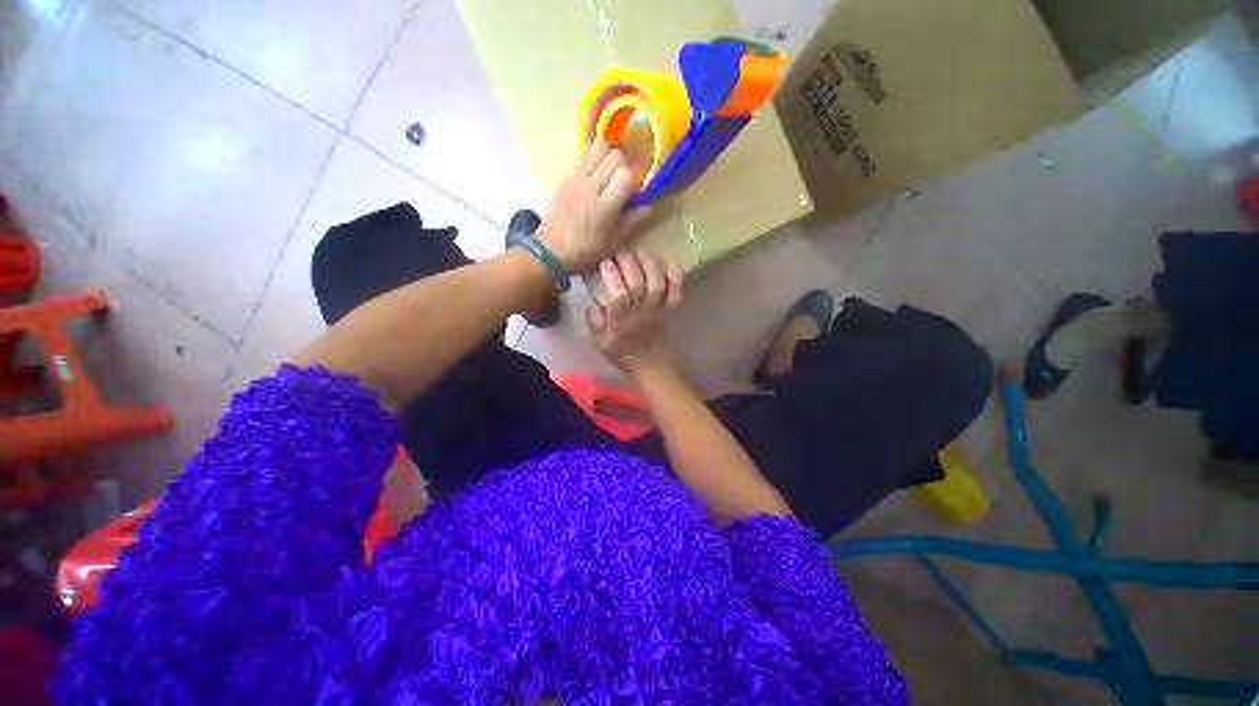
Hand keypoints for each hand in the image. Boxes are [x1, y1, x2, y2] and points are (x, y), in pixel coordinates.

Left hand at [537, 143, 649, 273]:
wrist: (550, 251)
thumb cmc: (585, 252)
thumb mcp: (613, 243)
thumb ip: (631, 221)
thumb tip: (647, 206)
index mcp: (604, 207)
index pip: (626, 175)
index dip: (638, 177)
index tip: (640, 187)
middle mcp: (590, 187)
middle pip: (615, 155)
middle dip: (627, 163)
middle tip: (629, 176)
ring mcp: (576, 179)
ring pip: (598, 148)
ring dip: (611, 154)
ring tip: (615, 169)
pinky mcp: (566, 177)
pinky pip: (584, 158)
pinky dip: (596, 160)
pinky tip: (598, 176)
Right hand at [586, 250, 683, 374]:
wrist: (649, 363)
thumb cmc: (621, 350)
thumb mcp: (599, 340)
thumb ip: (594, 320)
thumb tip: (591, 300)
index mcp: (621, 321)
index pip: (619, 295)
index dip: (612, 276)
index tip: (604, 262)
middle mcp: (641, 312)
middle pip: (638, 283)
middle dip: (628, 263)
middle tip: (619, 252)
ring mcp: (657, 309)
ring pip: (657, 283)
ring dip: (648, 264)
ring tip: (638, 252)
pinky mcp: (669, 308)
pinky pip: (676, 292)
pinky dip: (675, 276)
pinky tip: (669, 262)